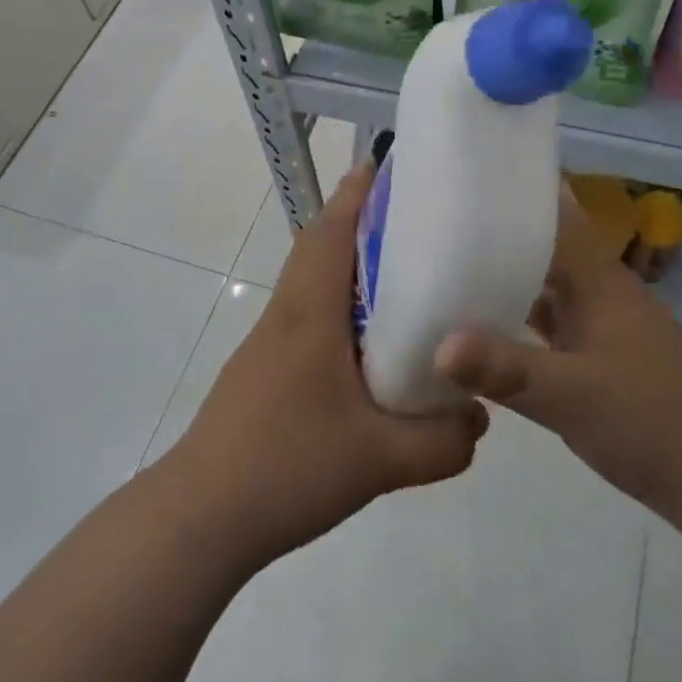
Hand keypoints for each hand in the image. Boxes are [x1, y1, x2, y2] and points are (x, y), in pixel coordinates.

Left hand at [169, 159, 488, 572]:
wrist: (200, 516)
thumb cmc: (286, 467)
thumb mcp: (379, 460)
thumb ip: (441, 441)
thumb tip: (480, 418)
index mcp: (309, 313)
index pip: (330, 232)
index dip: (356, 195)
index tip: (384, 164)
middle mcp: (287, 315)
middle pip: (319, 248)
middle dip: (358, 221)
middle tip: (412, 218)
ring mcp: (269, 344)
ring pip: (312, 283)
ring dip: (347, 264)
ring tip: (402, 274)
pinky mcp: (264, 371)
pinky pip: (308, 317)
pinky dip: (339, 305)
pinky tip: (369, 344)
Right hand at [435, 189, 681, 520]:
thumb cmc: (648, 421)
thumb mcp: (570, 395)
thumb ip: (505, 369)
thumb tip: (437, 346)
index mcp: (598, 280)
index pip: (553, 217)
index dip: (512, 197)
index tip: (463, 182)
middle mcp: (599, 291)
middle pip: (543, 248)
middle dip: (496, 236)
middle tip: (436, 224)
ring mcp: (601, 324)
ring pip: (545, 286)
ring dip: (505, 277)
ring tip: (445, 267)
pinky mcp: (598, 357)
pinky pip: (548, 322)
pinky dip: (517, 317)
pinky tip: (482, 327)